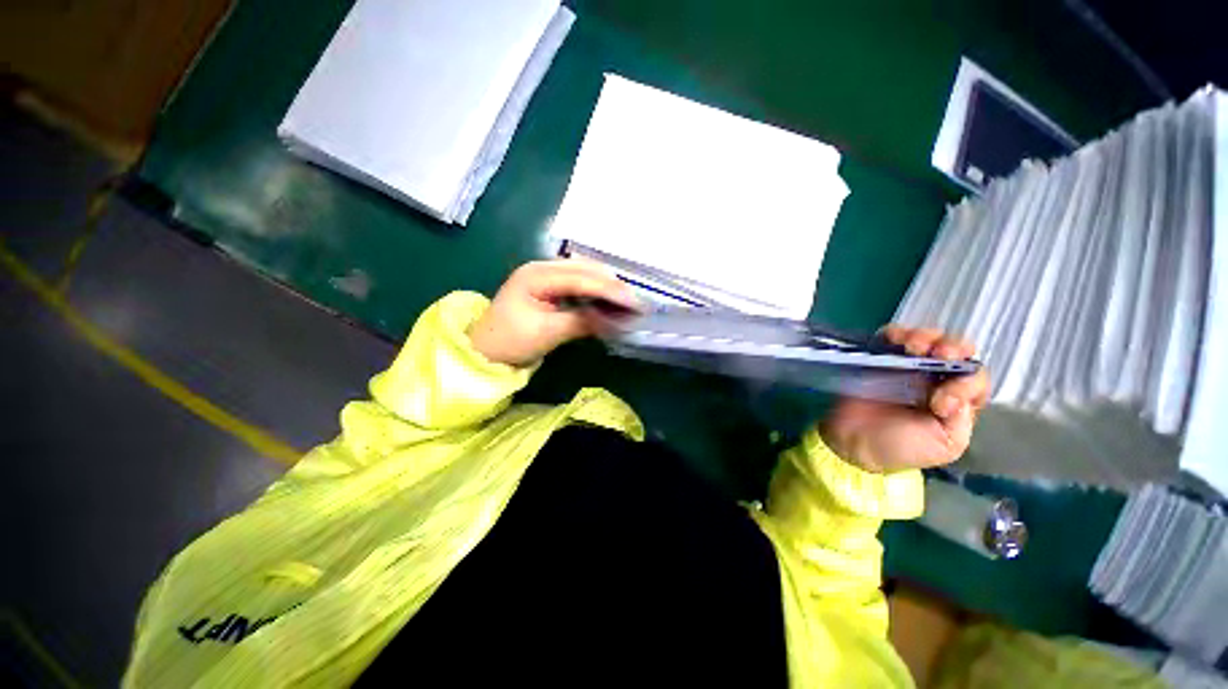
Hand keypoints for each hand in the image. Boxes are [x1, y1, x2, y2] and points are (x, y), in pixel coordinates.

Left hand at [468, 260, 640, 366]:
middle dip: (612, 285)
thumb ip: (582, 321)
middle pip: (585, 269)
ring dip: (606, 286)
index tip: (633, 301)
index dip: (609, 289)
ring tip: (626, 300)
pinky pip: (578, 283)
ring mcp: (545, 275)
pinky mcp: (549, 286)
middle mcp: (541, 267)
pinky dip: (595, 292)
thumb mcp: (548, 332)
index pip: (581, 278)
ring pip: (584, 274)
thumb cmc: (511, 341)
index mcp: (536, 275)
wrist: (485, 352)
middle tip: (635, 301)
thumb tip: (615, 319)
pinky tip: (608, 300)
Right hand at [820, 326, 989, 472]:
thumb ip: (961, 421)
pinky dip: (895, 333)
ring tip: (913, 347)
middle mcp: (936, 377)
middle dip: (952, 346)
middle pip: (956, 350)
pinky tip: (894, 340)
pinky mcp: (879, 358)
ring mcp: (906, 366)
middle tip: (939, 353)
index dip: (965, 383)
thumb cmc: (901, 448)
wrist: (856, 443)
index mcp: (957, 398)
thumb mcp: (945, 445)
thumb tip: (955, 394)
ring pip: (926, 338)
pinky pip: (890, 336)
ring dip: (924, 337)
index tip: (939, 403)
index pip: (975, 378)